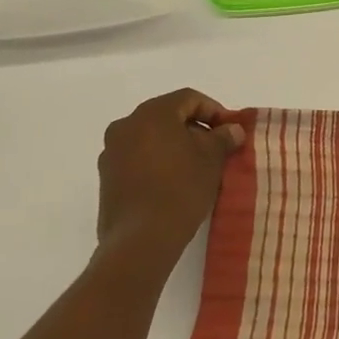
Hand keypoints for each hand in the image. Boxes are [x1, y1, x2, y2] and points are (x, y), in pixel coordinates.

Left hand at [94, 89, 246, 274]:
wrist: (141, 239)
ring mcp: (111, 152)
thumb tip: (231, 130)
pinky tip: (173, 183)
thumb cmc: (181, 188)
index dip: (214, 110)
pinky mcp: (106, 178)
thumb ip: (223, 137)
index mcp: (152, 113)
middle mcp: (126, 126)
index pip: (188, 98)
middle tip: (215, 148)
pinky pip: (137, 159)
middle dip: (194, 129)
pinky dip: (157, 162)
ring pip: (150, 138)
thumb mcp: (212, 159)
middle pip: (167, 116)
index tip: (229, 131)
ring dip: (174, 146)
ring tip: (196, 168)